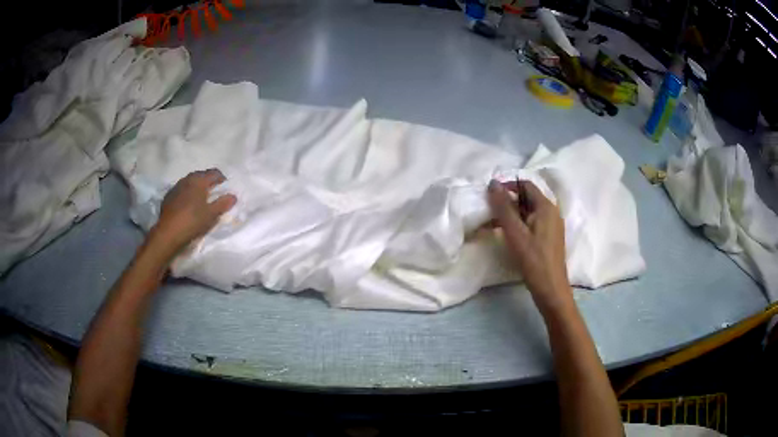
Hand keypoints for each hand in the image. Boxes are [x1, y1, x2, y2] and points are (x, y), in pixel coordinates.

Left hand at [151, 169, 236, 250]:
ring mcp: (176, 187)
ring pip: (190, 183)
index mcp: (199, 180)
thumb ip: (223, 203)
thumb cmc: (192, 221)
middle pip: (201, 176)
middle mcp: (187, 179)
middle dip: (209, 182)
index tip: (226, 189)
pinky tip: (188, 206)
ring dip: (197, 188)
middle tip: (214, 194)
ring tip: (201, 200)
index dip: (222, 179)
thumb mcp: (211, 214)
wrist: (168, 233)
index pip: (214, 173)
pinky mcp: (168, 197)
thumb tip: (233, 196)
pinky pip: (182, 191)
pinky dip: (187, 194)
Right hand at [488, 179, 571, 313]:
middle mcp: (551, 212)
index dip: (507, 185)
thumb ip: (503, 207)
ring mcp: (551, 225)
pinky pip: (531, 223)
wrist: (551, 289)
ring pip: (528, 211)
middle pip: (527, 197)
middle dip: (507, 201)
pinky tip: (506, 234)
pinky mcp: (548, 238)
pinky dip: (518, 224)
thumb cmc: (533, 260)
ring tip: (492, 223)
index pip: (525, 185)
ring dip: (511, 213)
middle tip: (488, 209)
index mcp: (546, 206)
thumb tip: (493, 183)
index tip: (489, 194)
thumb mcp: (515, 233)